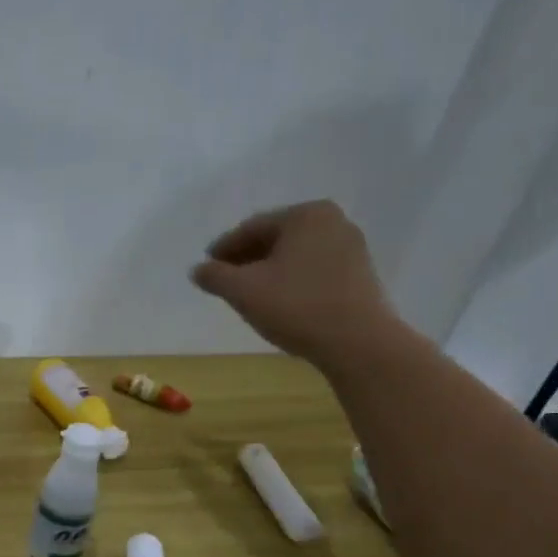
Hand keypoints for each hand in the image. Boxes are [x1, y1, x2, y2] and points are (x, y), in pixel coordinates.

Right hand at [190, 200, 396, 364]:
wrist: (357, 342)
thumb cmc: (296, 307)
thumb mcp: (244, 291)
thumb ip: (215, 276)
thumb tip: (198, 270)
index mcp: (305, 215)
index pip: (252, 227)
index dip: (224, 248)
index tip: (206, 266)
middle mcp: (333, 221)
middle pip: (276, 238)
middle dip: (247, 258)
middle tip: (224, 279)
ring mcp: (351, 247)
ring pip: (295, 255)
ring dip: (268, 270)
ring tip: (248, 293)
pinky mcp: (359, 273)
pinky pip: (313, 269)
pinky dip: (290, 280)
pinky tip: (279, 300)